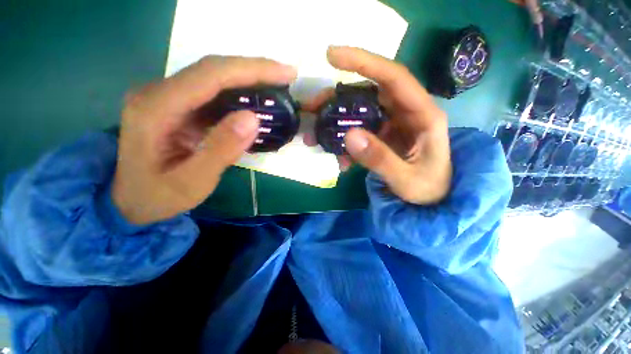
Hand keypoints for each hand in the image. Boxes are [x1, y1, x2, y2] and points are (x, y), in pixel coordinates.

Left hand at [113, 56, 296, 223]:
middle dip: (254, 69)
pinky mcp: (176, 105)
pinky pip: (211, 91)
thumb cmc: (159, 195)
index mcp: (156, 109)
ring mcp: (165, 97)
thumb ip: (221, 150)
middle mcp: (157, 93)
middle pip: (212, 69)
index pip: (210, 76)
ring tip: (276, 85)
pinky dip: (238, 91)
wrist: (130, 200)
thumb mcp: (193, 182)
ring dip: (247, 78)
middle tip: (287, 75)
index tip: (285, 73)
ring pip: (213, 77)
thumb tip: (252, 118)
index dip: (251, 70)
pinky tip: (254, 97)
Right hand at [303, 46, 451, 204]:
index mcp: (423, 115)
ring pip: (359, 111)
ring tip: (314, 133)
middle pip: (369, 92)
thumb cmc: (428, 189)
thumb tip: (350, 135)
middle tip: (312, 106)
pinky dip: (344, 141)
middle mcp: (406, 113)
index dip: (364, 62)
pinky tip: (337, 156)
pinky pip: (359, 130)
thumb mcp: (405, 179)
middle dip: (337, 97)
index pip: (393, 77)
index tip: (331, 56)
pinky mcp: (382, 135)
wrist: (433, 200)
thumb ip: (379, 159)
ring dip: (335, 120)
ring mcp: (392, 124)